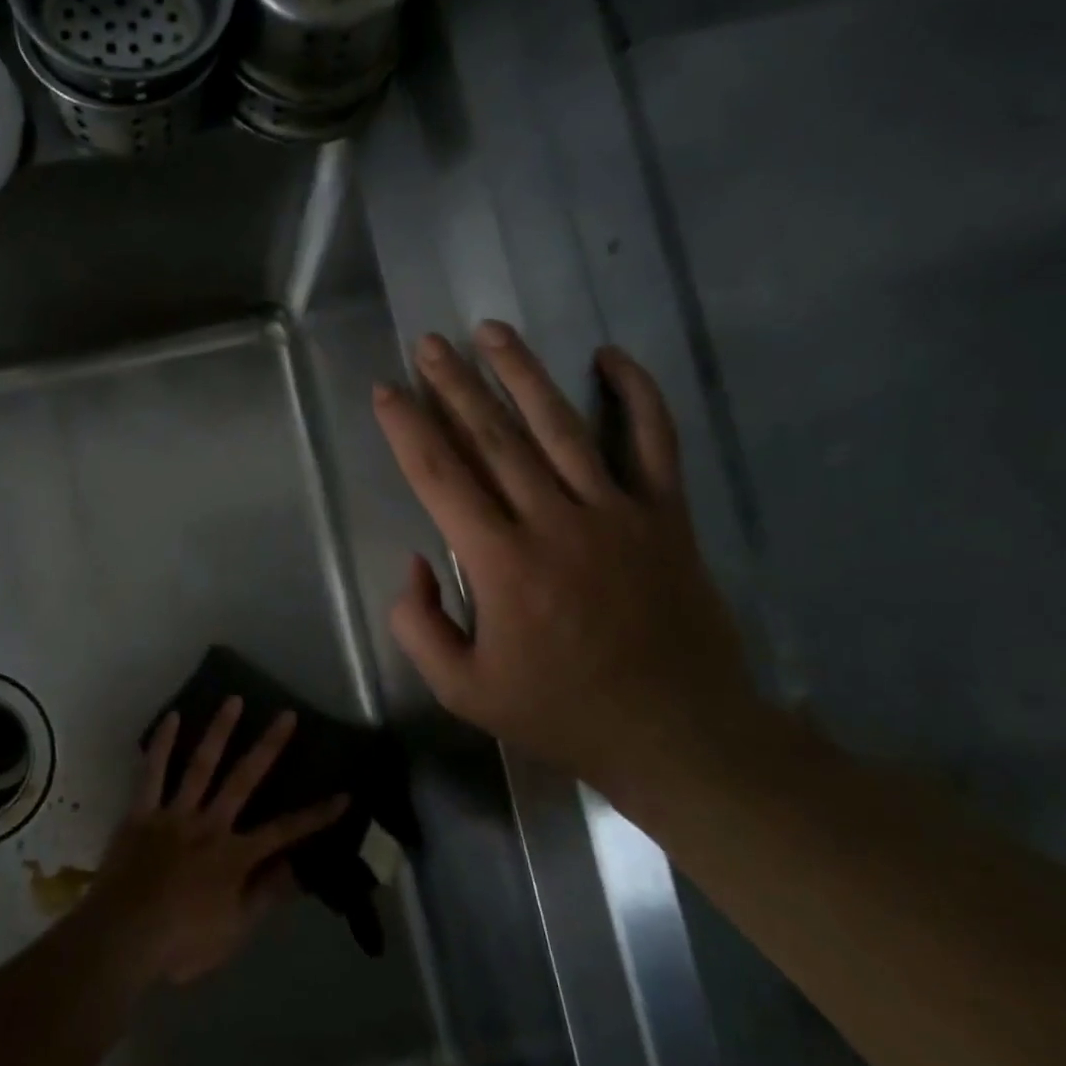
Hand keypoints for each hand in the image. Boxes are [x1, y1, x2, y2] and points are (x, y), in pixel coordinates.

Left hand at [83, 698, 348, 986]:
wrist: (121, 939)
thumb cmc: (181, 942)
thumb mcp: (234, 931)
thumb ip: (266, 895)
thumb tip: (300, 868)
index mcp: (234, 855)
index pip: (285, 832)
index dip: (316, 815)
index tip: (344, 794)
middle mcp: (209, 824)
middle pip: (244, 779)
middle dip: (269, 746)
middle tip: (286, 715)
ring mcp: (174, 814)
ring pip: (201, 765)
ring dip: (219, 731)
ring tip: (233, 700)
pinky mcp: (142, 812)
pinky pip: (152, 773)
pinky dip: (161, 745)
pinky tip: (172, 717)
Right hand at [371, 322, 763, 785]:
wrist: (679, 735)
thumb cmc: (561, 713)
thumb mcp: (462, 691)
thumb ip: (419, 625)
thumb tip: (417, 563)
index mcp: (502, 563)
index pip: (440, 476)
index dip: (407, 427)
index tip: (386, 389)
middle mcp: (555, 521)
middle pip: (493, 436)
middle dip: (454, 385)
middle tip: (428, 343)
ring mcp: (617, 512)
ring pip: (561, 425)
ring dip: (522, 372)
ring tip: (491, 331)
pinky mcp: (665, 515)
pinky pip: (654, 441)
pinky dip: (637, 394)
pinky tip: (610, 354)